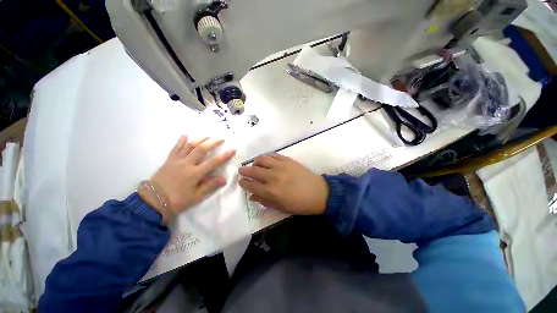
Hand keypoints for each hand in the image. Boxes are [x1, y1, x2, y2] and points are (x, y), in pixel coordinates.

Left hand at [150, 136, 235, 213]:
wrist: (153, 201)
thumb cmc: (177, 200)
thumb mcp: (196, 196)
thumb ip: (210, 186)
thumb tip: (224, 179)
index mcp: (195, 173)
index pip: (213, 162)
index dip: (224, 156)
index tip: (232, 149)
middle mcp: (187, 164)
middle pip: (201, 149)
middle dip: (212, 142)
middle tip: (221, 138)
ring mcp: (177, 161)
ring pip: (189, 146)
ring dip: (199, 139)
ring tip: (207, 135)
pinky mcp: (169, 161)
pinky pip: (175, 149)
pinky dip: (180, 141)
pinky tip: (185, 135)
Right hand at [238, 154, 327, 214]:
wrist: (318, 193)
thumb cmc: (299, 204)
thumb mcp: (281, 208)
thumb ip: (264, 202)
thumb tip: (251, 196)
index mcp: (271, 192)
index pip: (251, 185)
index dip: (243, 183)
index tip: (240, 181)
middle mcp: (273, 177)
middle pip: (253, 171)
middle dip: (244, 171)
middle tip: (241, 171)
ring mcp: (280, 166)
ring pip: (261, 159)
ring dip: (254, 162)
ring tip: (254, 165)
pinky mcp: (287, 160)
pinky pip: (273, 155)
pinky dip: (266, 156)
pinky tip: (265, 159)